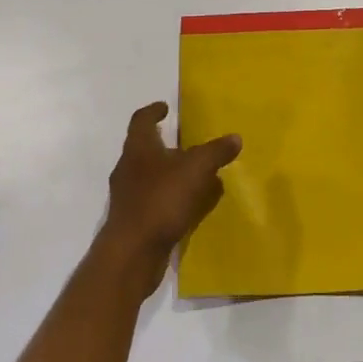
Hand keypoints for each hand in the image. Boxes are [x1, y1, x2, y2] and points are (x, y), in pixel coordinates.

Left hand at [100, 103, 241, 292]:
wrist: (131, 254)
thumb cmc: (161, 200)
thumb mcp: (196, 170)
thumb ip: (215, 152)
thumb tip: (235, 137)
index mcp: (139, 148)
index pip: (141, 120)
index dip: (153, 111)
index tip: (165, 107)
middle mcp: (128, 168)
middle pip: (144, 148)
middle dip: (164, 144)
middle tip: (186, 142)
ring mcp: (127, 196)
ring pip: (149, 176)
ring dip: (169, 173)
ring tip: (194, 175)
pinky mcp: (132, 221)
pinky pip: (153, 200)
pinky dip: (169, 197)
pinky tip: (188, 206)